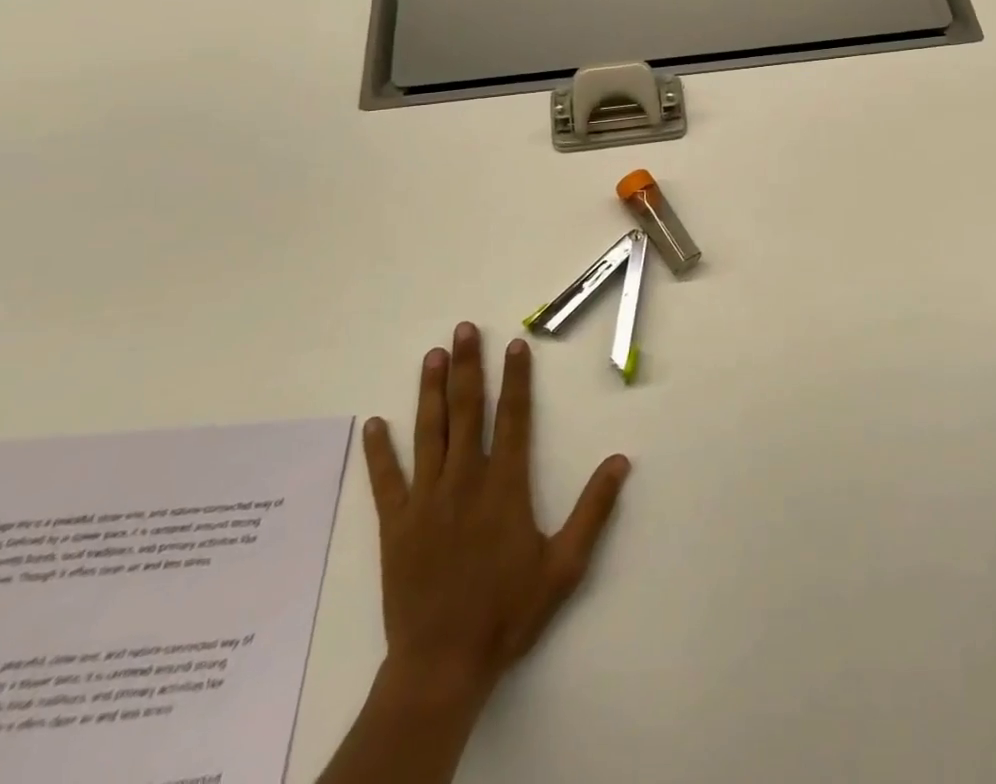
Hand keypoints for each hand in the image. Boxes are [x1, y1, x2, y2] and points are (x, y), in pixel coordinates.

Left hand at [361, 323, 631, 715]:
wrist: (442, 665)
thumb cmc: (508, 612)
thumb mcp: (565, 565)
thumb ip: (594, 509)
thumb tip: (620, 460)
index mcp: (504, 486)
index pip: (513, 418)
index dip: (516, 378)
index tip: (515, 345)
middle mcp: (464, 481)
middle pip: (466, 411)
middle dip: (467, 367)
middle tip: (464, 330)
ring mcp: (425, 501)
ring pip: (428, 433)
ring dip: (430, 392)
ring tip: (432, 355)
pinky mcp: (395, 526)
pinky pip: (385, 480)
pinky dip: (379, 451)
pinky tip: (374, 423)